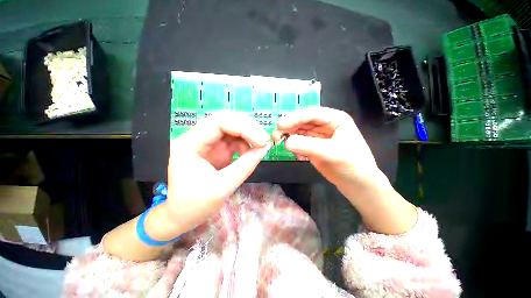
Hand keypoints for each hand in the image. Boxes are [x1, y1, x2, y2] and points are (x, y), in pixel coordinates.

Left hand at [165, 111, 270, 233]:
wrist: (182, 216)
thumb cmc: (194, 205)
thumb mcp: (221, 187)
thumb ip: (245, 166)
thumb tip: (265, 148)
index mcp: (190, 144)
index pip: (218, 122)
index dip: (243, 127)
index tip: (262, 140)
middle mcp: (198, 138)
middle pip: (226, 121)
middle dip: (248, 128)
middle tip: (264, 141)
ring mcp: (208, 142)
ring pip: (232, 128)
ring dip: (248, 135)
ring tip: (259, 147)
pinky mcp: (217, 149)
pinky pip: (234, 139)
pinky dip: (246, 143)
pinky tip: (250, 153)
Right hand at [272, 107, 383, 198]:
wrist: (357, 183)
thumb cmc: (352, 165)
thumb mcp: (332, 153)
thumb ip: (308, 146)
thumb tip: (286, 142)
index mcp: (335, 119)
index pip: (311, 114)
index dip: (295, 118)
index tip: (280, 125)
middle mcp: (325, 124)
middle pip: (302, 121)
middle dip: (288, 127)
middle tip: (275, 135)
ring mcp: (318, 136)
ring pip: (299, 131)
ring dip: (288, 135)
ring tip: (277, 141)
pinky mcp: (313, 146)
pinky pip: (299, 142)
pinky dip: (294, 146)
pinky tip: (295, 153)